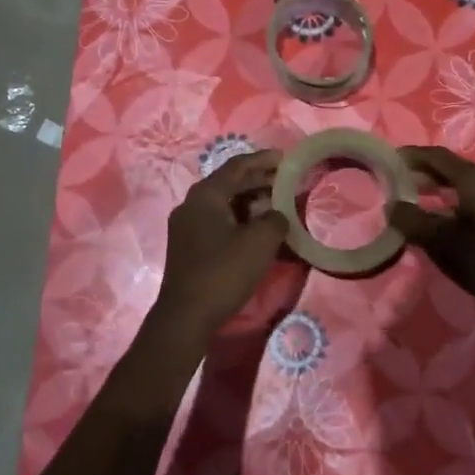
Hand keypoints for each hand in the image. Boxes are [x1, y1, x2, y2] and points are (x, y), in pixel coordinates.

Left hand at [151, 150, 288, 344]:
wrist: (186, 316)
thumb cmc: (224, 272)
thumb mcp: (260, 242)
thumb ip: (276, 219)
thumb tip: (277, 215)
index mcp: (205, 195)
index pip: (238, 166)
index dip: (264, 160)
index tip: (287, 159)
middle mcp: (192, 204)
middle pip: (230, 184)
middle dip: (260, 181)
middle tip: (288, 182)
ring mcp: (187, 227)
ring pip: (225, 205)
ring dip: (252, 202)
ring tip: (279, 205)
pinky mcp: (189, 247)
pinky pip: (219, 222)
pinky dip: (241, 220)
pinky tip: (259, 230)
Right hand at [388, 145, 474, 300]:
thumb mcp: (439, 240)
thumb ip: (411, 220)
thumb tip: (392, 206)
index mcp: (474, 179)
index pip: (436, 156)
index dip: (411, 156)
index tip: (388, 160)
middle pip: (450, 168)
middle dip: (422, 172)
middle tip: (396, 180)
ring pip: (461, 185)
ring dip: (436, 188)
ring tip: (413, 197)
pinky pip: (472, 199)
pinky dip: (450, 201)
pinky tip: (438, 217)